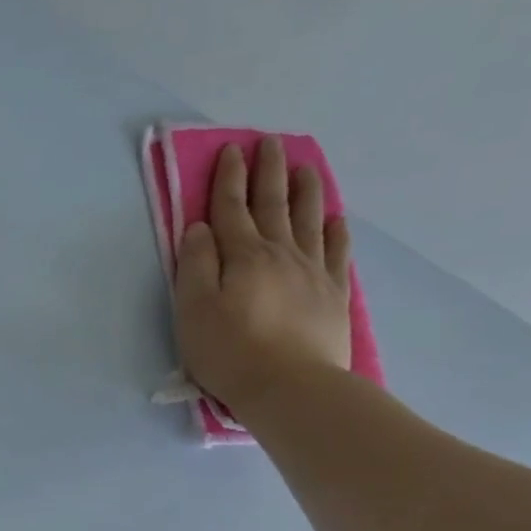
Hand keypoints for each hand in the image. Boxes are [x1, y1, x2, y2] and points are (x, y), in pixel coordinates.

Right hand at [174, 136, 352, 412]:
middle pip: (273, 204)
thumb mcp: (193, 310)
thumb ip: (195, 264)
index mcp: (242, 256)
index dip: (229, 178)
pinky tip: (334, 218)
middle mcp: (280, 254)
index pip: (231, 208)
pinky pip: (336, 253)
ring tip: (306, 166)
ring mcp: (312, 272)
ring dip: (305, 190)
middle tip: (270, 143)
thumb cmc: (230, 351)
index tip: (231, 149)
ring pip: (308, 220)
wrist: (290, 387)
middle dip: (268, 172)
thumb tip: (199, 227)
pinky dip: (334, 231)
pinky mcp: (333, 295)